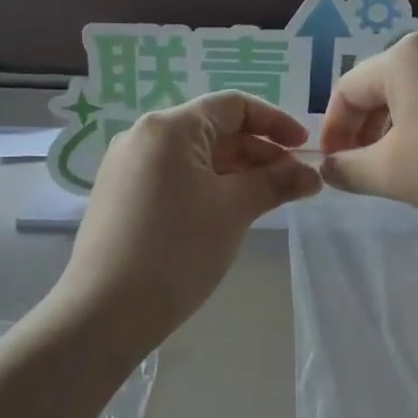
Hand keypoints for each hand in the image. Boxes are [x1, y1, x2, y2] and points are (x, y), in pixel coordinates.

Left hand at [52, 91, 321, 340]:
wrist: (105, 311)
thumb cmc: (178, 250)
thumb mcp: (235, 210)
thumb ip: (276, 183)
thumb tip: (312, 174)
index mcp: (170, 127)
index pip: (232, 106)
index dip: (274, 122)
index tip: (304, 148)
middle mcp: (143, 136)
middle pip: (214, 130)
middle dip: (258, 153)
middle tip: (294, 182)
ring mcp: (127, 167)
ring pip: (195, 156)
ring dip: (236, 172)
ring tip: (269, 199)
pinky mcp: (121, 196)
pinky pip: (175, 177)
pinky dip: (208, 186)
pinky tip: (229, 212)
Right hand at [318, 30, 417, 231]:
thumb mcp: (393, 174)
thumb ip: (349, 169)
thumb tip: (328, 168)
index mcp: (405, 55)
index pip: (348, 90)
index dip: (333, 130)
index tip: (333, 166)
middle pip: (384, 85)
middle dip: (367, 127)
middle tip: (364, 167)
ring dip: (400, 125)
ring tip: (403, 163)